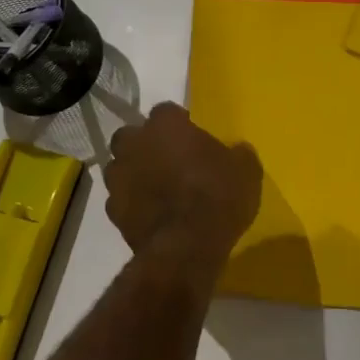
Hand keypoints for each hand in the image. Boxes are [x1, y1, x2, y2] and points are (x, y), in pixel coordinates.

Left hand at [105, 104, 261, 280]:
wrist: (186, 248)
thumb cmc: (218, 197)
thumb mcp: (246, 171)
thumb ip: (237, 154)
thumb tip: (237, 150)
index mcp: (166, 125)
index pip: (166, 111)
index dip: (178, 123)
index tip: (192, 137)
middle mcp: (136, 145)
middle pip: (131, 135)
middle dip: (144, 143)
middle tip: (167, 159)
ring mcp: (119, 178)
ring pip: (119, 167)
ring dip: (133, 173)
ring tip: (156, 188)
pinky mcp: (112, 212)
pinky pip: (120, 200)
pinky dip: (131, 204)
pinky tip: (150, 215)